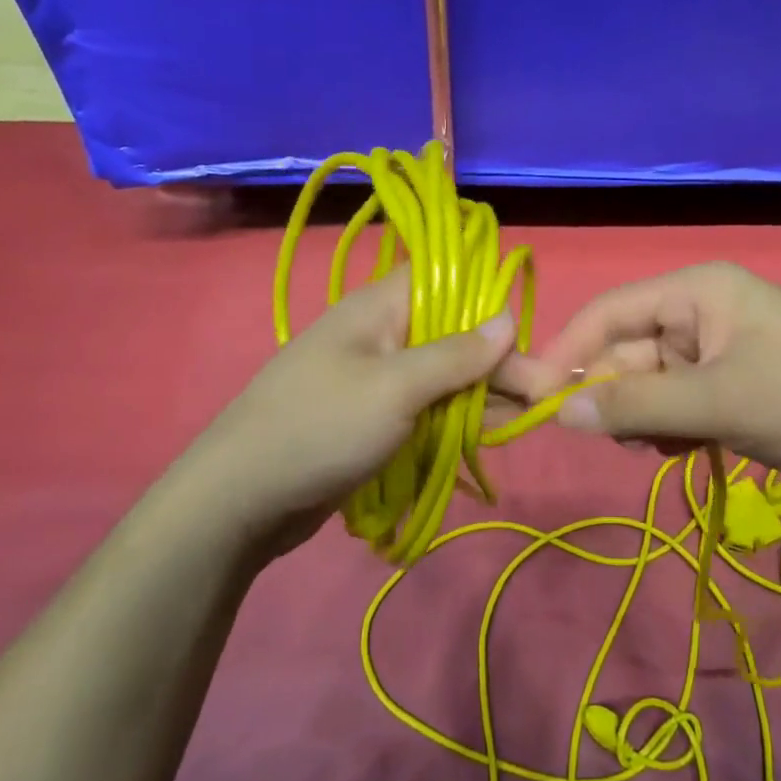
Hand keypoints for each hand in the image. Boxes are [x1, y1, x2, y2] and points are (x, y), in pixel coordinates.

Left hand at [162, 270, 518, 558]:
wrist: (240, 500)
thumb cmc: (319, 428)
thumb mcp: (394, 388)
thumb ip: (455, 355)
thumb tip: (508, 316)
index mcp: (379, 309)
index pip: (445, 279)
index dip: (488, 299)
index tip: (525, 335)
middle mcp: (381, 335)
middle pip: (452, 332)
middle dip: (496, 359)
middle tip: (541, 393)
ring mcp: (377, 378)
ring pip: (443, 373)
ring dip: (482, 392)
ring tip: (526, 416)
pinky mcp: (374, 416)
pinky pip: (426, 405)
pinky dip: (457, 416)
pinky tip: (489, 432)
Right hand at [529, 263, 780, 507]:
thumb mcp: (717, 402)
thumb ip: (635, 405)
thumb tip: (559, 413)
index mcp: (698, 290)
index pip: (611, 311)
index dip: (568, 350)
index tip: (532, 395)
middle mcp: (703, 311)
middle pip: (628, 350)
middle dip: (615, 395)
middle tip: (608, 441)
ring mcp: (719, 350)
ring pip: (650, 382)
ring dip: (643, 417)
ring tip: (660, 447)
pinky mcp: (732, 385)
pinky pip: (677, 401)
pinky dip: (669, 427)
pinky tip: (683, 450)